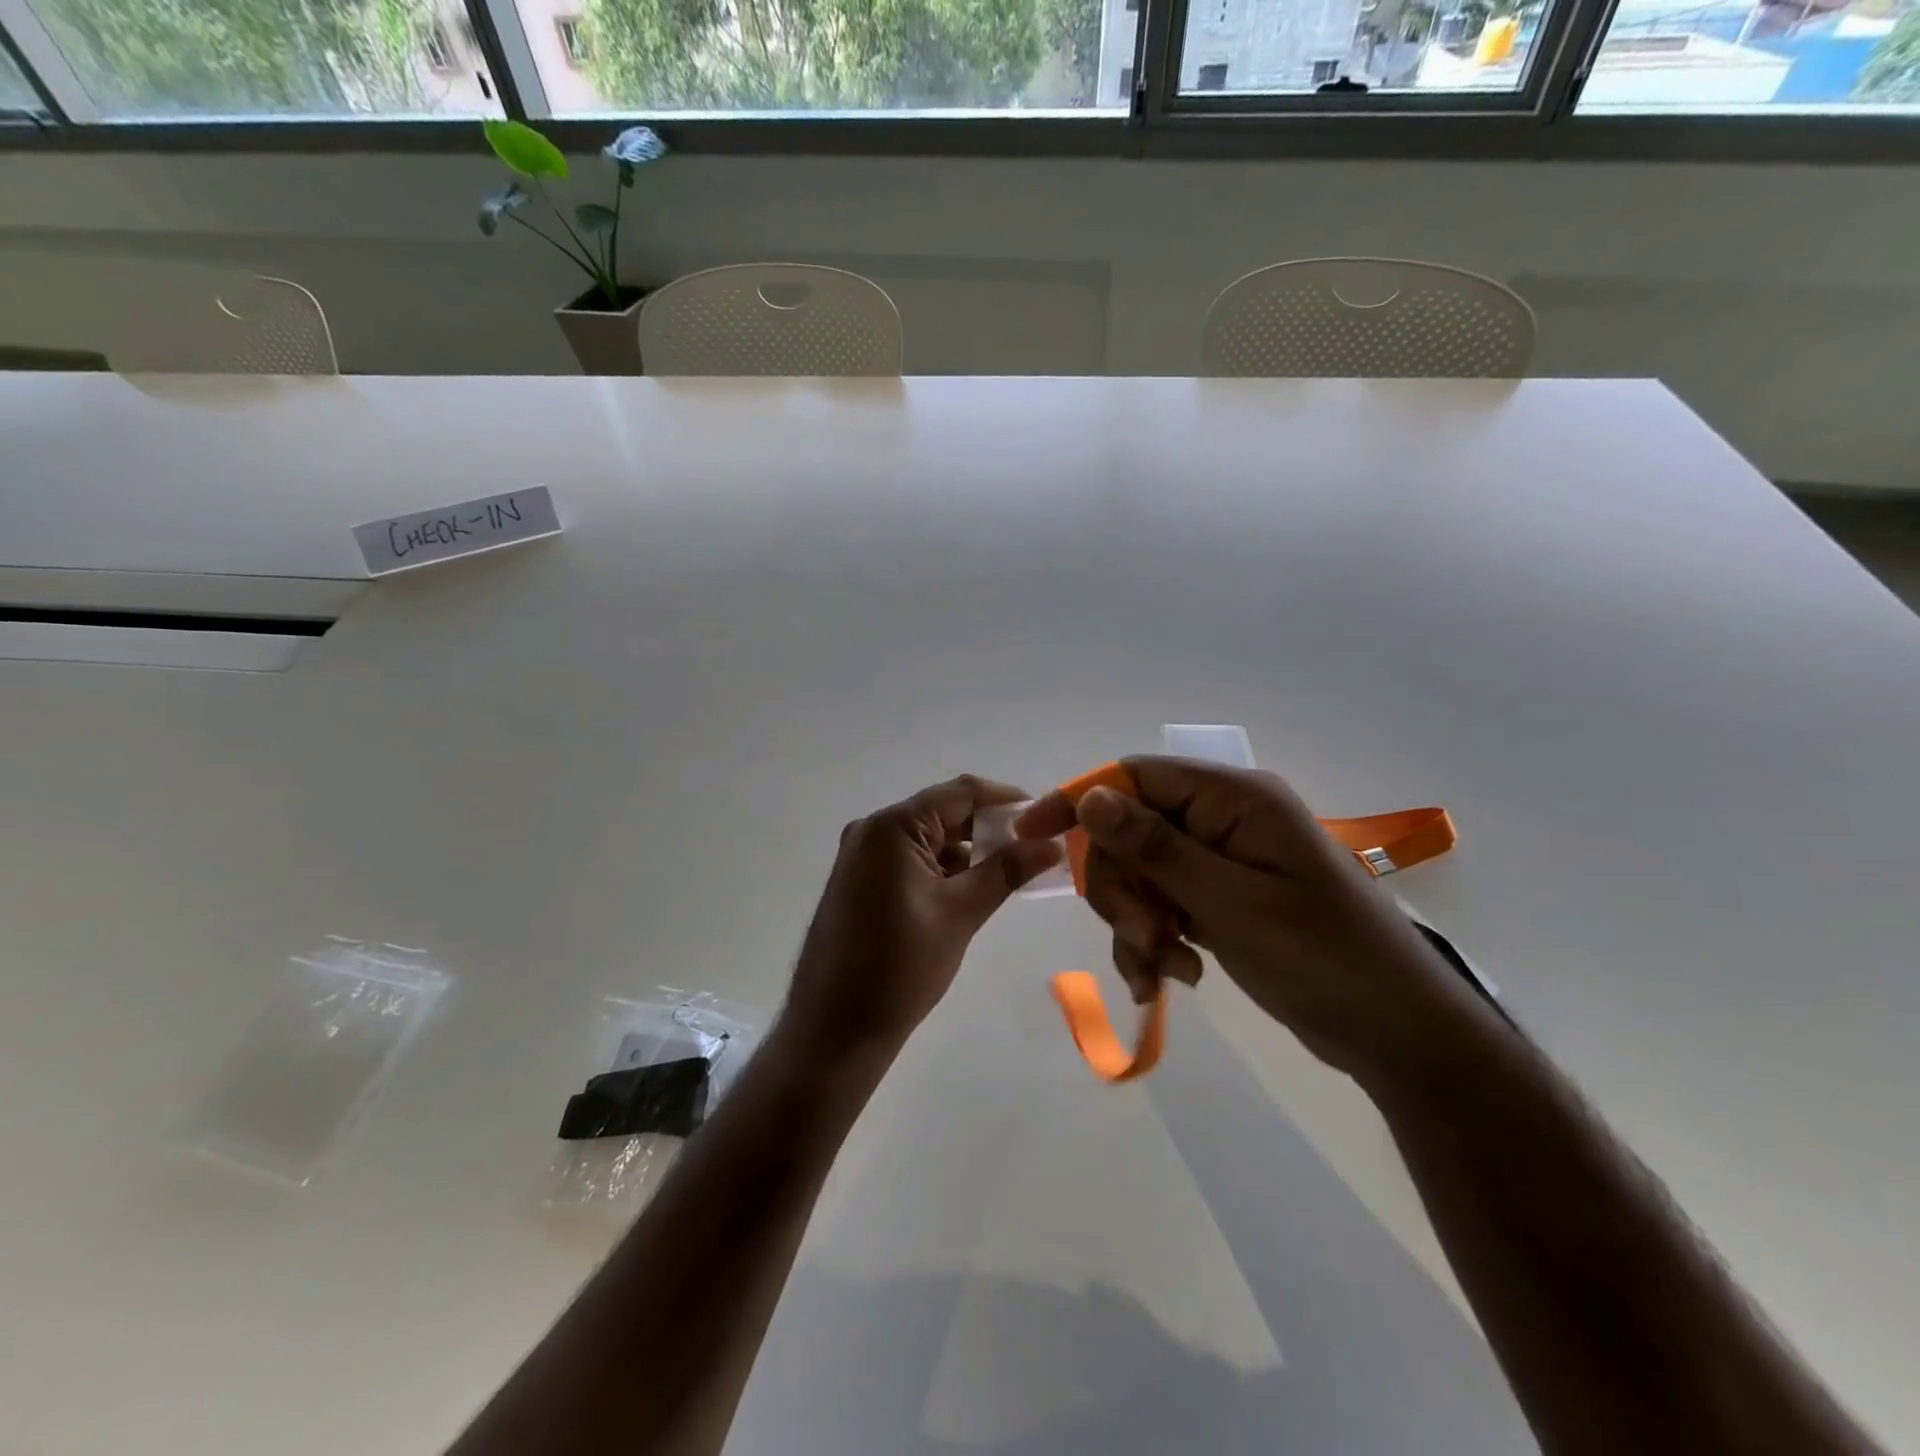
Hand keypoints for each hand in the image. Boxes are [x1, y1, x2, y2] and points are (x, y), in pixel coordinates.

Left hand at [780, 776, 1063, 1060]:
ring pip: (928, 838)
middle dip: (990, 828)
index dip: (1006, 800)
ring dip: (968, 850)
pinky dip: (943, 868)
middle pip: (943, 812)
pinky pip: (910, 859)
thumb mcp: (961, 913)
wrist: (834, 1028)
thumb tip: (1052, 844)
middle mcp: (872, 830)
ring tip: (1012, 871)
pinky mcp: (860, 880)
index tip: (1045, 816)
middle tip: (1035, 848)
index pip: (961, 793)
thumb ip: (1006, 871)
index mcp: (892, 827)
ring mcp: (862, 855)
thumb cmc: (900, 966)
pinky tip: (973, 888)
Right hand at [1015, 758, 1466, 1080]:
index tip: (1031, 834)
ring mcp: (1222, 861)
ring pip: (1141, 875)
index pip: (1134, 777)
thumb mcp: (1231, 902)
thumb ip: (1157, 847)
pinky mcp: (1222, 899)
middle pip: (1130, 832)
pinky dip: (1155, 941)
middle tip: (1140, 938)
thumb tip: (1091, 796)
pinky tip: (1172, 978)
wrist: (1397, 1032)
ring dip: (1137, 924)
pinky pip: (1163, 906)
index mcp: (1233, 799)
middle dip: (1122, 889)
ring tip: (1164, 971)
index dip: (1079, 801)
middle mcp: (1223, 819)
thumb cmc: (1322, 957)